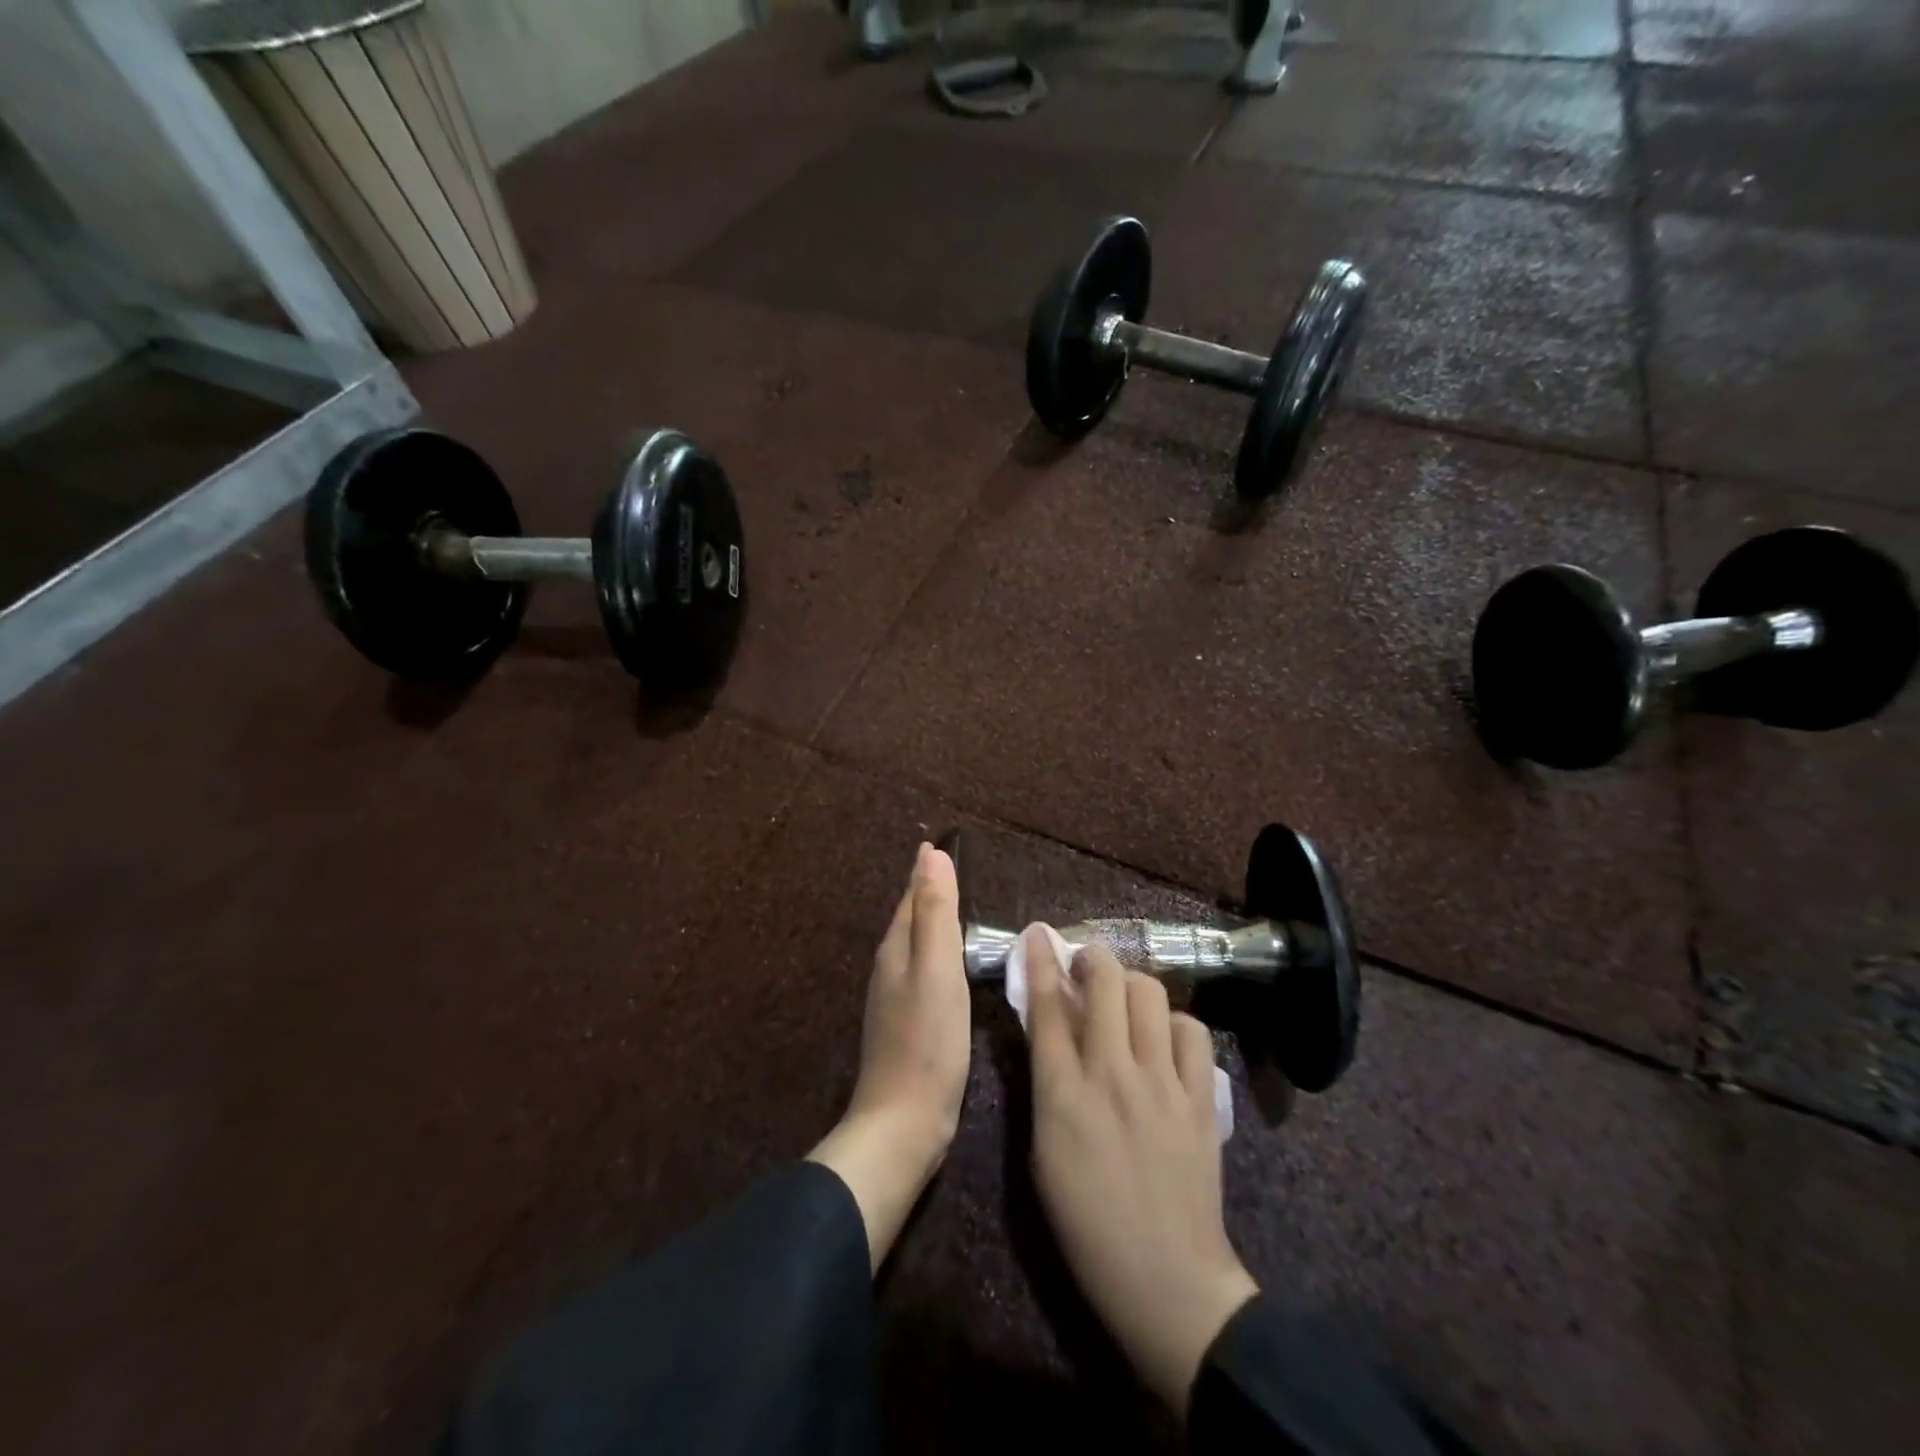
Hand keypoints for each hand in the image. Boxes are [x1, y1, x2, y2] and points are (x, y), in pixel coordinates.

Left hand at [808, 843, 969, 1269]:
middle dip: (927, 892)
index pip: (911, 896)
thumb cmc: (927, 1040)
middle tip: (953, 869)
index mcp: (896, 949)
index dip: (926, 870)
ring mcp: (897, 999)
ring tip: (959, 910)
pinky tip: (956, 967)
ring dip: (933, 923)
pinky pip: (925, 974)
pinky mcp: (909, 1025)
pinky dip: (939, 957)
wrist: (903, 1122)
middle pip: (910, 919)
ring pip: (916, 947)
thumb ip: (935, 912)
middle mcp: (891, 967)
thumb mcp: (937, 968)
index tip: (940, 843)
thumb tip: (930, 853)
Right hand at [1025, 929, 1257, 1413]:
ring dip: (1132, 984)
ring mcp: (1163, 1083)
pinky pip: (1194, 1032)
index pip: (1048, 1005)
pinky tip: (1167, 1040)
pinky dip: (1176, 1024)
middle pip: (1105, 982)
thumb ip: (1046, 1081)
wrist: (1166, 1279)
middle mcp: (1112, 1073)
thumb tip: (1051, 1027)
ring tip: (1125, 1000)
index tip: (1037, 934)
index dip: (1041, 961)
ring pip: (1150, 994)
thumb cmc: (1086, 1222)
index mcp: (1063, 1093)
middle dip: (1092, 957)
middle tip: (1086, 966)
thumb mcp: (1043, 1150)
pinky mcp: (1201, 1098)